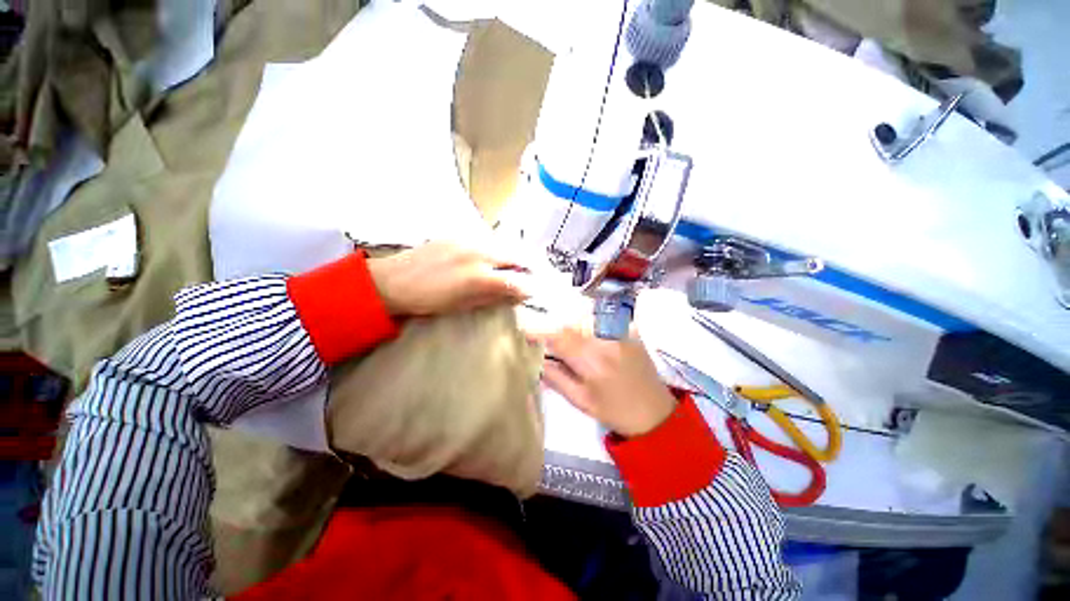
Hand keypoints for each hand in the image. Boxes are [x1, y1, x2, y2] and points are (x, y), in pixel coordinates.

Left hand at [367, 241, 532, 315]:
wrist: (393, 280)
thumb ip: (493, 297)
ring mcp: (468, 239)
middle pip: (516, 255)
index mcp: (479, 277)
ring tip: (511, 267)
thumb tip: (515, 295)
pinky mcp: (458, 234)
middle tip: (528, 276)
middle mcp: (479, 253)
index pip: (517, 281)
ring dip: (512, 256)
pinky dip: (495, 250)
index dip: (529, 288)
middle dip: (527, 266)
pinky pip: (486, 240)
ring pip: (502, 245)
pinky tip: (489, 258)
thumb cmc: (428, 300)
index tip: (532, 292)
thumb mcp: (463, 305)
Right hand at [541, 327, 676, 436]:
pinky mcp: (630, 328)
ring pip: (585, 316)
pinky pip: (601, 317)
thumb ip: (555, 377)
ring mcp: (621, 330)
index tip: (523, 329)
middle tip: (548, 339)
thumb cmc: (615, 411)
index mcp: (593, 361)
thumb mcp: (580, 400)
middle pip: (570, 321)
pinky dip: (588, 323)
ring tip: (570, 341)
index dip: (538, 330)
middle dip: (554, 327)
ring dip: (571, 324)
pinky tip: (589, 337)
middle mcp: (607, 339)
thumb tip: (533, 358)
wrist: (655, 412)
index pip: (559, 336)